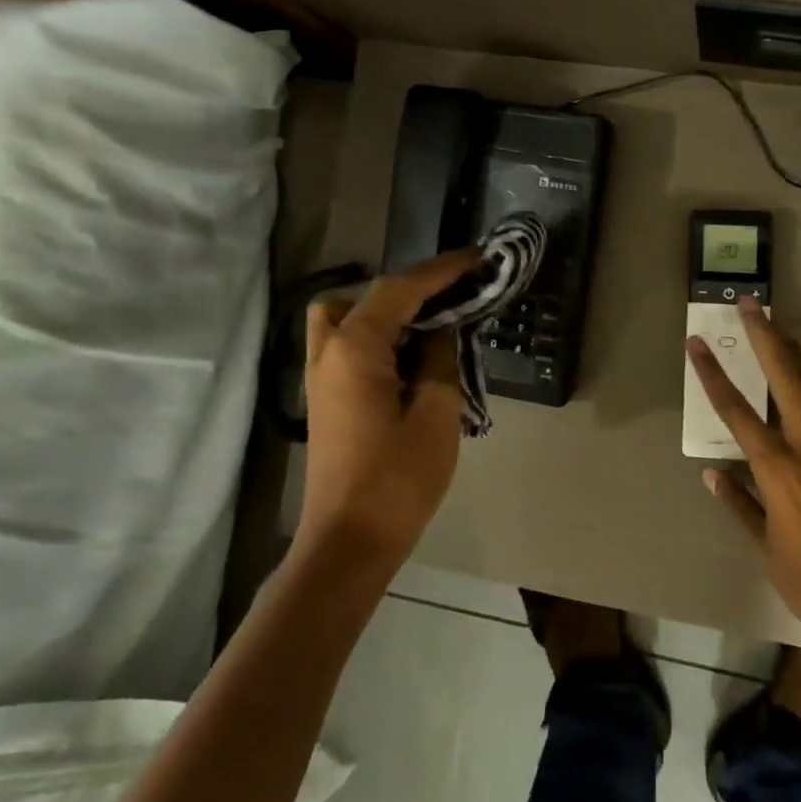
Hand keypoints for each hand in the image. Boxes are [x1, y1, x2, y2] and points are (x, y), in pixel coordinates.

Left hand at [299, 250, 480, 571]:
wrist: (348, 543)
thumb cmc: (397, 480)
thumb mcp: (436, 414)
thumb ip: (441, 359)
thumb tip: (442, 331)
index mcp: (355, 348)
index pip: (401, 289)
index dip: (443, 270)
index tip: (479, 258)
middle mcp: (328, 351)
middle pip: (366, 296)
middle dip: (411, 289)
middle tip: (455, 300)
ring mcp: (321, 376)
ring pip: (347, 319)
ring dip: (389, 313)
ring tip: (433, 329)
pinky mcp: (327, 398)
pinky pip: (349, 346)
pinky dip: (379, 337)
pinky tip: (413, 359)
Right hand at [686, 298, 800, 660]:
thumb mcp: (766, 550)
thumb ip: (740, 505)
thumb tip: (712, 475)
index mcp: (778, 471)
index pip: (736, 411)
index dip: (713, 374)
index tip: (697, 343)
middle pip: (787, 378)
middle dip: (767, 337)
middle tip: (752, 306)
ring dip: (800, 355)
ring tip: (783, 330)